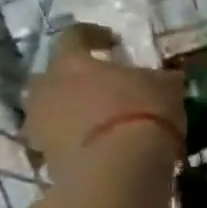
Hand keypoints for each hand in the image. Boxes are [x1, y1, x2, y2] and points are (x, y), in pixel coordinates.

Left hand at [24, 23, 185, 174]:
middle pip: (53, 76)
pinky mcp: (44, 161)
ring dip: (71, 113)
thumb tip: (165, 77)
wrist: (119, 172)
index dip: (94, 35)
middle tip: (101, 87)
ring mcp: (40, 127)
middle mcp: (46, 88)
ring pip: (51, 111)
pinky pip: (58, 144)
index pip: (75, 36)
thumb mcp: (166, 87)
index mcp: (72, 61)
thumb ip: (159, 78)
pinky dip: (74, 144)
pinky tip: (99, 150)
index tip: (112, 42)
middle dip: (74, 79)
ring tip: (100, 123)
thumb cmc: (143, 115)